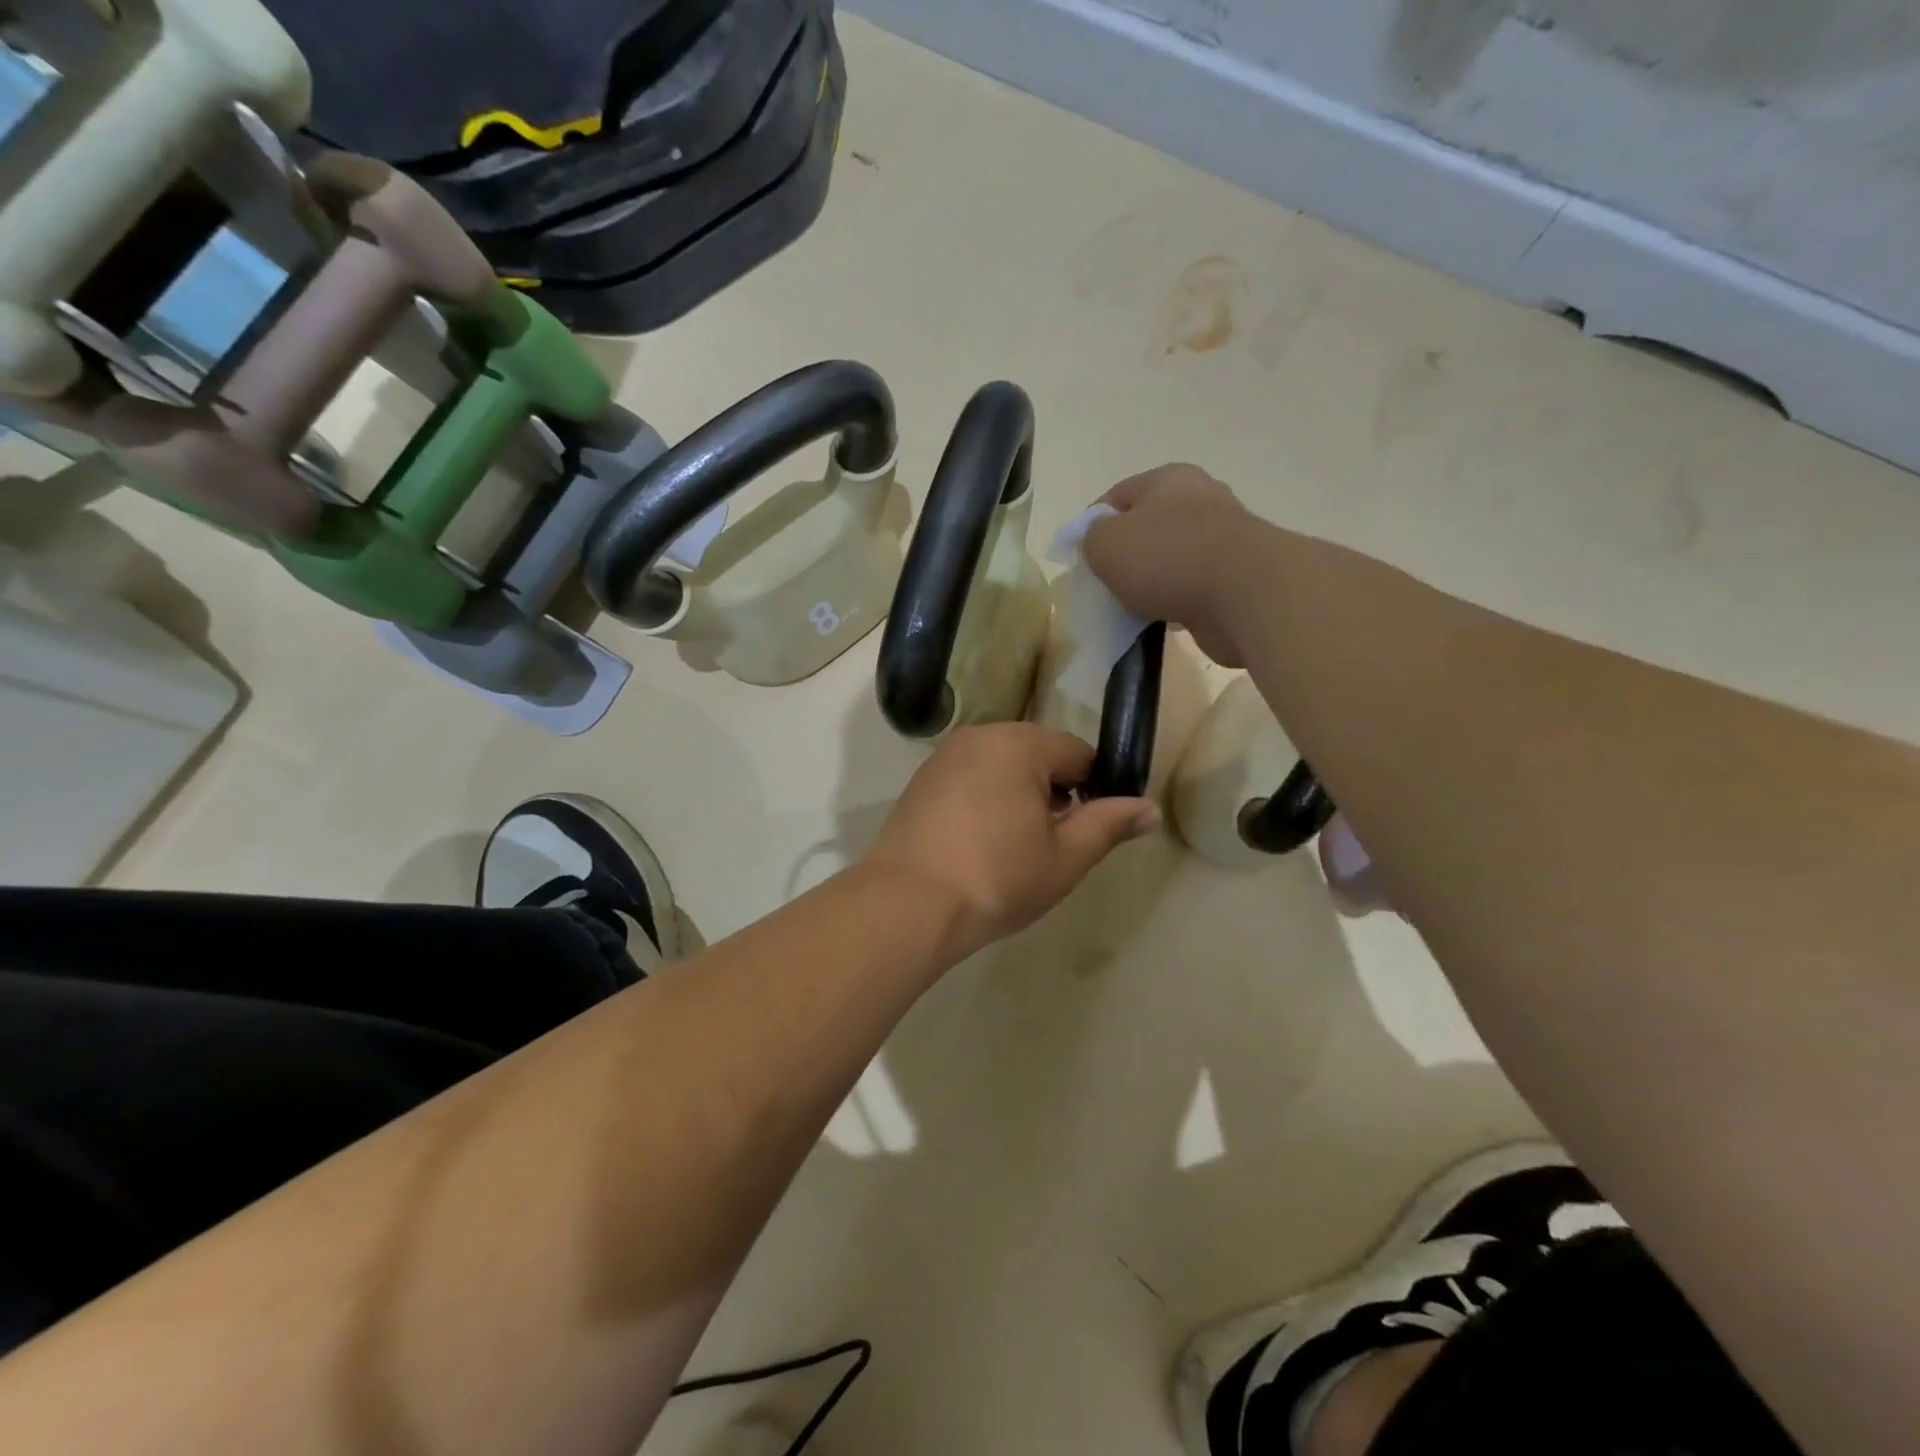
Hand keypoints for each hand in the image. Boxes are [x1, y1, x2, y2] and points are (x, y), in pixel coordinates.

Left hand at [865, 723, 1160, 956]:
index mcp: (1020, 743)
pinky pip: (971, 780)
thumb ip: (1109, 825)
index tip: (1092, 831)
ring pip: (1003, 767)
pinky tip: (981, 845)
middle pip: (1039, 755)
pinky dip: (986, 802)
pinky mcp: (921, 782)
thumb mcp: (1065, 857)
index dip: (1096, 790)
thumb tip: (1150, 808)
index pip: (1078, 753)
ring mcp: (944, 758)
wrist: (906, 905)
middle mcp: (980, 737)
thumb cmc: (996, 878)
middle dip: (1055, 793)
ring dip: (1020, 797)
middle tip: (1053, 845)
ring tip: (1017, 849)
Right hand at [1082, 464, 1264, 667]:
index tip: (1080, 558)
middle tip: (1105, 584)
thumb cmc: (1168, 557)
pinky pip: (1193, 588)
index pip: (1117, 495)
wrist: (1246, 595)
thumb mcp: (1106, 543)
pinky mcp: (1238, 577)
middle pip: (1148, 527)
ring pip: (1172, 560)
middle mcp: (1201, 500)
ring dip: (1152, 582)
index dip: (1092, 525)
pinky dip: (1176, 603)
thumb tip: (1098, 541)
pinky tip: (1163, 621)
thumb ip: (1091, 538)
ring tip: (1132, 608)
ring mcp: (1225, 539)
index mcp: (1169, 479)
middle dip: (1125, 555)